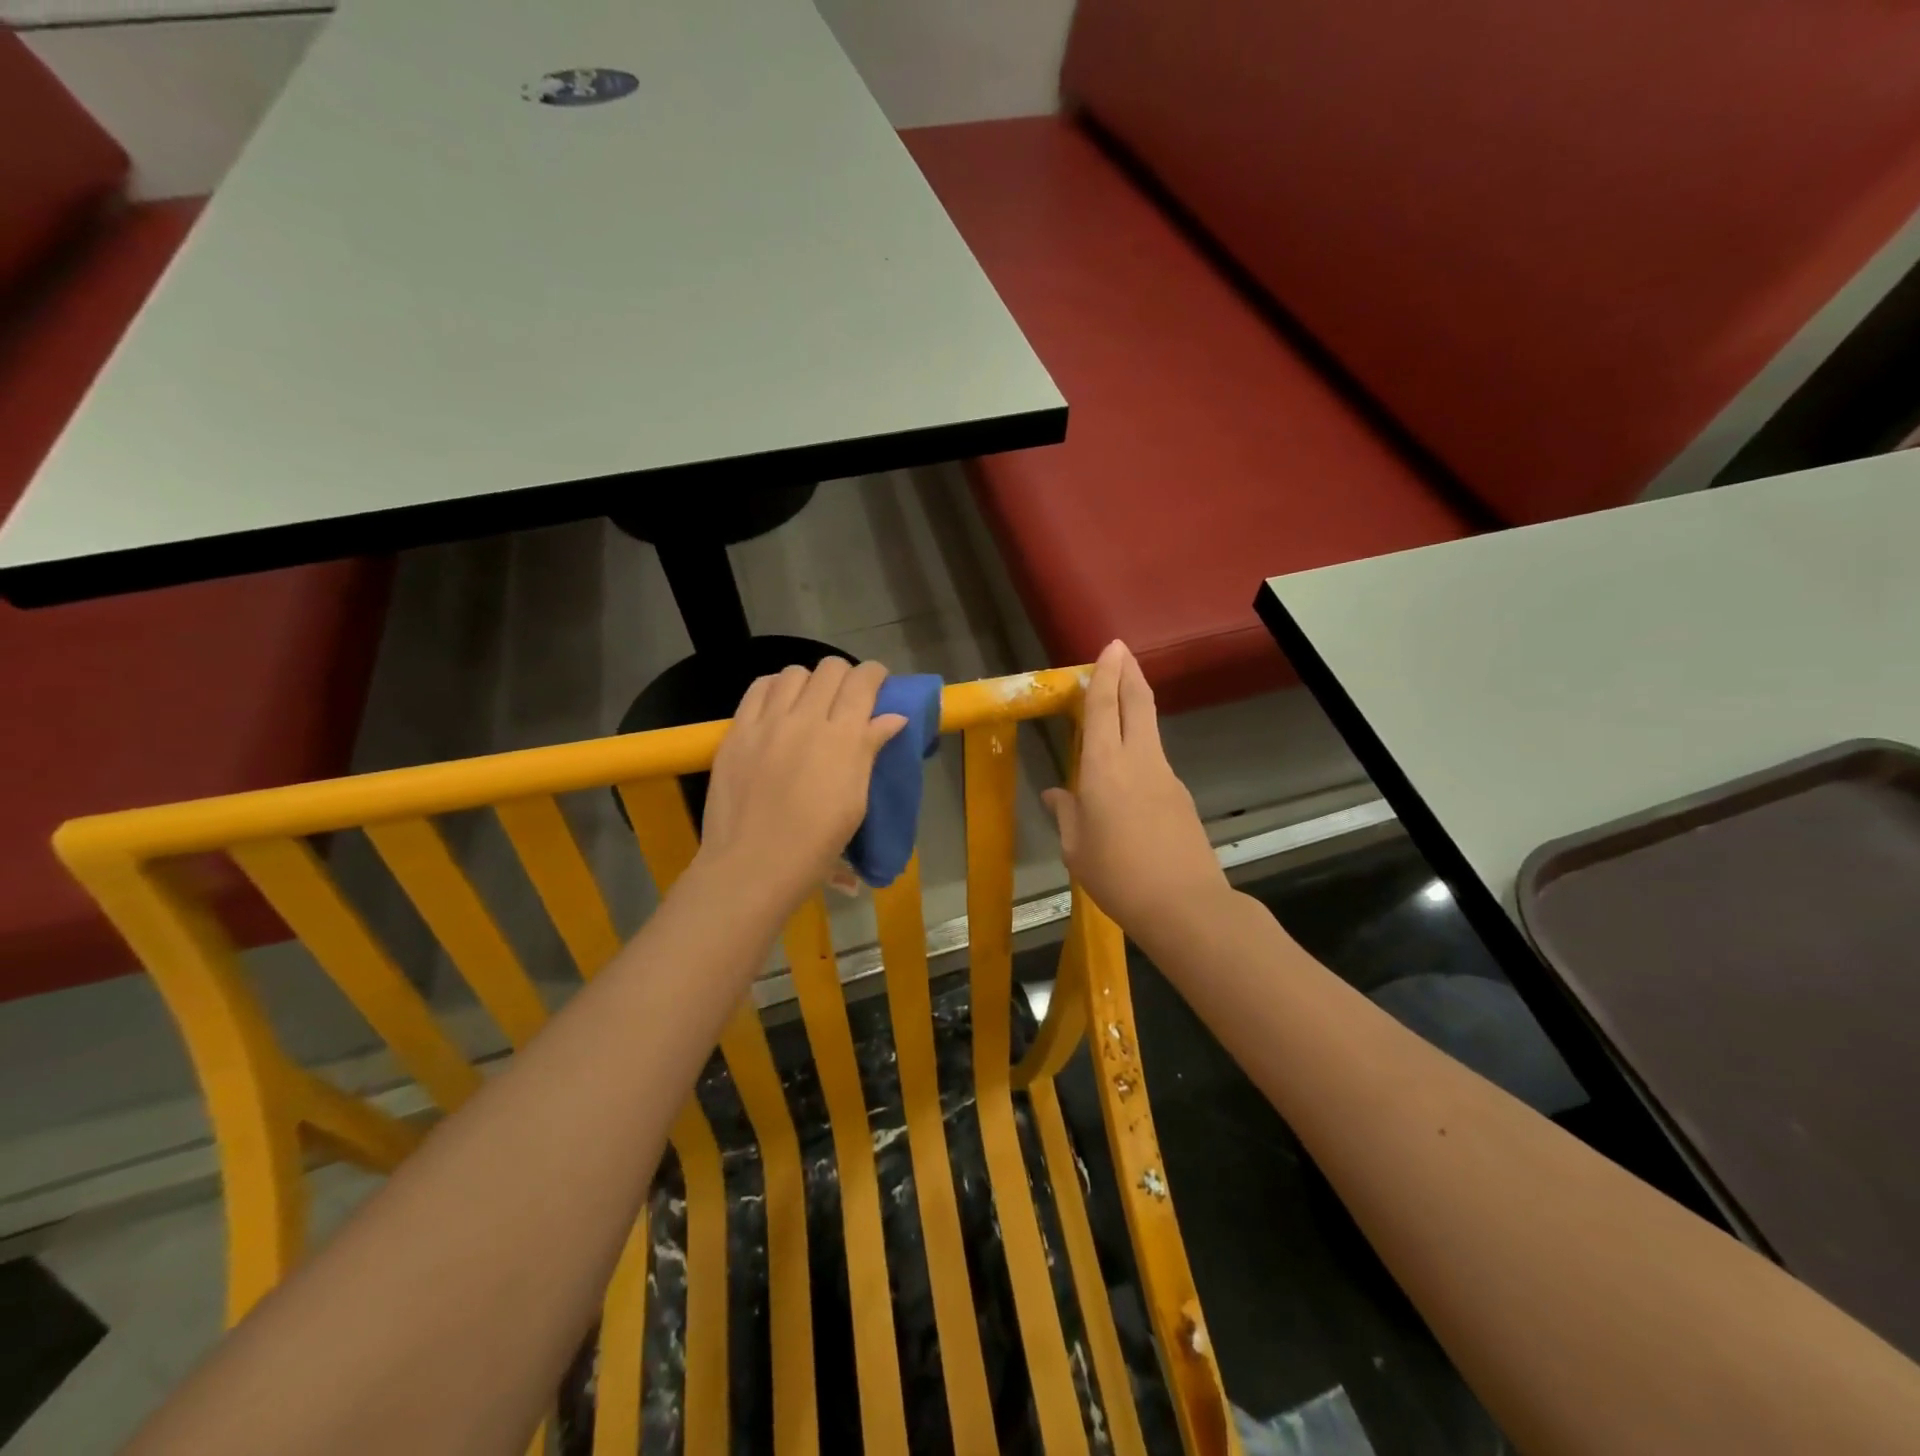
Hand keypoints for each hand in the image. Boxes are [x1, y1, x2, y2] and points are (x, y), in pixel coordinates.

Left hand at [698, 658, 906, 912]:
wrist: (753, 865)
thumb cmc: (816, 843)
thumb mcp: (855, 800)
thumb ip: (870, 750)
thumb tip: (892, 718)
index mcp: (843, 737)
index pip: (863, 681)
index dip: (875, 674)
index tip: (879, 685)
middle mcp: (806, 718)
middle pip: (831, 669)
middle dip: (846, 677)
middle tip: (847, 700)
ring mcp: (767, 722)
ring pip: (794, 672)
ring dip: (810, 682)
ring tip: (810, 704)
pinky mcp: (737, 730)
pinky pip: (759, 688)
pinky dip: (776, 688)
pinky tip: (779, 706)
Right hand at [1043, 641, 1228, 941]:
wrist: (1184, 905)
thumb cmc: (1117, 875)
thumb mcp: (1076, 848)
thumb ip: (1066, 813)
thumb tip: (1057, 794)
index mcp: (1104, 767)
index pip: (1105, 707)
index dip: (1106, 674)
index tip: (1110, 648)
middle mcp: (1139, 760)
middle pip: (1139, 703)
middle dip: (1130, 673)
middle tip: (1122, 651)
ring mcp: (1165, 775)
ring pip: (1150, 728)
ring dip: (1137, 706)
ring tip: (1120, 702)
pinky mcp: (1180, 795)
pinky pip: (1155, 759)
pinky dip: (1140, 746)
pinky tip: (1127, 771)